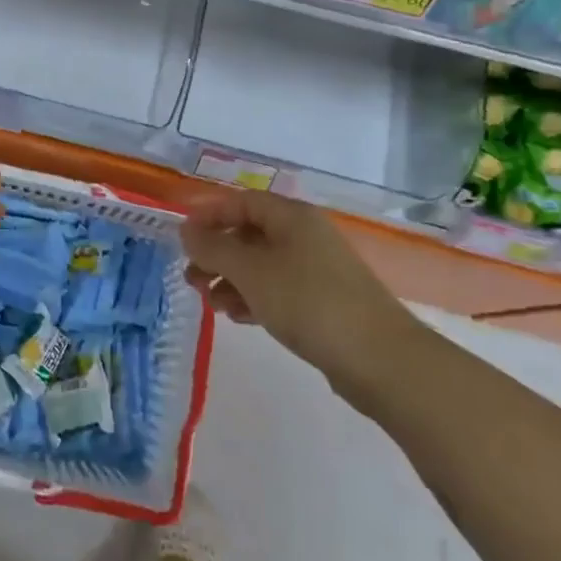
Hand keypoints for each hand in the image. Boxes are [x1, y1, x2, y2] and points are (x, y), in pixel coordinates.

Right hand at [181, 188, 421, 387]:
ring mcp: (317, 269)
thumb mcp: (251, 271)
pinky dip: (254, 297)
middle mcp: (305, 235)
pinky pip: (278, 289)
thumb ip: (214, 248)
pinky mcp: (324, 302)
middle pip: (250, 233)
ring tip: (210, 302)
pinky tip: (236, 316)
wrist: (379, 359)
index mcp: (292, 217)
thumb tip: (187, 231)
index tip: (181, 236)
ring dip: (231, 278)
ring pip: (262, 264)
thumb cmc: (308, 302)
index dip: (209, 214)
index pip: (242, 201)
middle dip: (217, 252)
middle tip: (191, 276)